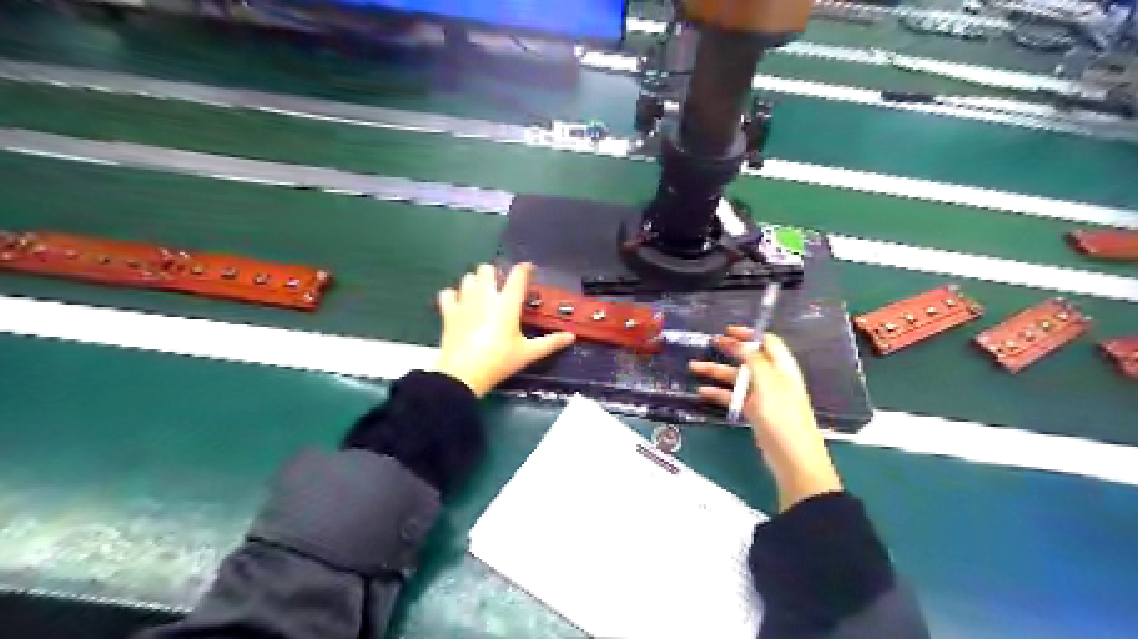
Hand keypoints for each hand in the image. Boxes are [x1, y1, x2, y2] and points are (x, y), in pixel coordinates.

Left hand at [437, 262, 578, 392]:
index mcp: (507, 303)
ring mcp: (464, 302)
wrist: (463, 374)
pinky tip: (459, 304)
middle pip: (487, 269)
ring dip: (475, 282)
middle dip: (494, 274)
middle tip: (501, 287)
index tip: (529, 270)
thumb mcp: (527, 353)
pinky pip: (447, 293)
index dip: (524, 268)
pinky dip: (453, 295)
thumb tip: (571, 337)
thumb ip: (550, 343)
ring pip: (468, 277)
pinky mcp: (449, 312)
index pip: (518, 275)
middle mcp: (485, 295)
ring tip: (482, 295)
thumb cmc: (499, 361)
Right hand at [689, 327, 837, 511]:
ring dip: (716, 372)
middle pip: (749, 358)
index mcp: (782, 368)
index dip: (749, 334)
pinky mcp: (754, 413)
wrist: (793, 459)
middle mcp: (773, 379)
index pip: (767, 342)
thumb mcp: (768, 383)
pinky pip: (733, 397)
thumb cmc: (783, 417)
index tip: (727, 331)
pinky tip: (702, 392)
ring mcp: (763, 397)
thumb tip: (740, 343)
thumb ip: (753, 360)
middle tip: (709, 343)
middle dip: (729, 350)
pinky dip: (718, 393)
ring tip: (693, 367)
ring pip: (737, 378)